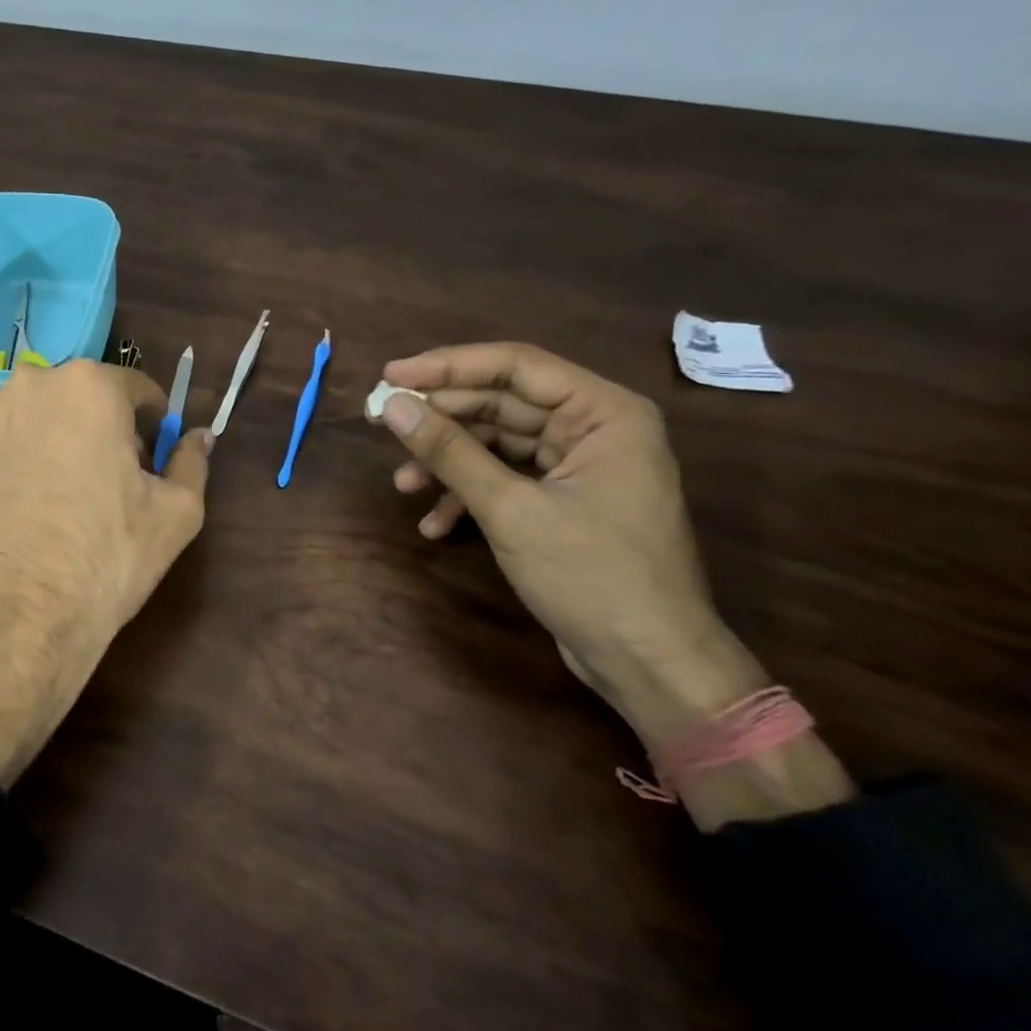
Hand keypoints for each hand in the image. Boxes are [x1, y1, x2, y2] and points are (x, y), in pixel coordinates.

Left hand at [0, 359, 211, 785]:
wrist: (17, 621)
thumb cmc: (108, 558)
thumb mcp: (177, 512)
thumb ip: (192, 461)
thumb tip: (199, 436)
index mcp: (88, 386)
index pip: (134, 388)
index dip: (149, 423)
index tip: (150, 455)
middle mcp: (27, 385)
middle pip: (74, 398)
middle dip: (93, 427)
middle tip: (102, 478)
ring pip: (25, 418)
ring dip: (42, 441)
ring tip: (49, 495)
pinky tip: (8, 505)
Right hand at [371, 343, 852, 827]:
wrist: (648, 664)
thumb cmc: (593, 576)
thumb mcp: (511, 509)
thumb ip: (450, 452)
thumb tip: (391, 406)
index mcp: (604, 413)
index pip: (516, 367)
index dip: (448, 366)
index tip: (392, 375)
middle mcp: (594, 428)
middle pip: (501, 403)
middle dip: (441, 418)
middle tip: (382, 423)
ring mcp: (579, 466)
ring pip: (497, 443)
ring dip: (448, 462)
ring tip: (403, 484)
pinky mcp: (563, 500)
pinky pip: (505, 478)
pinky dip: (468, 495)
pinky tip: (434, 524)